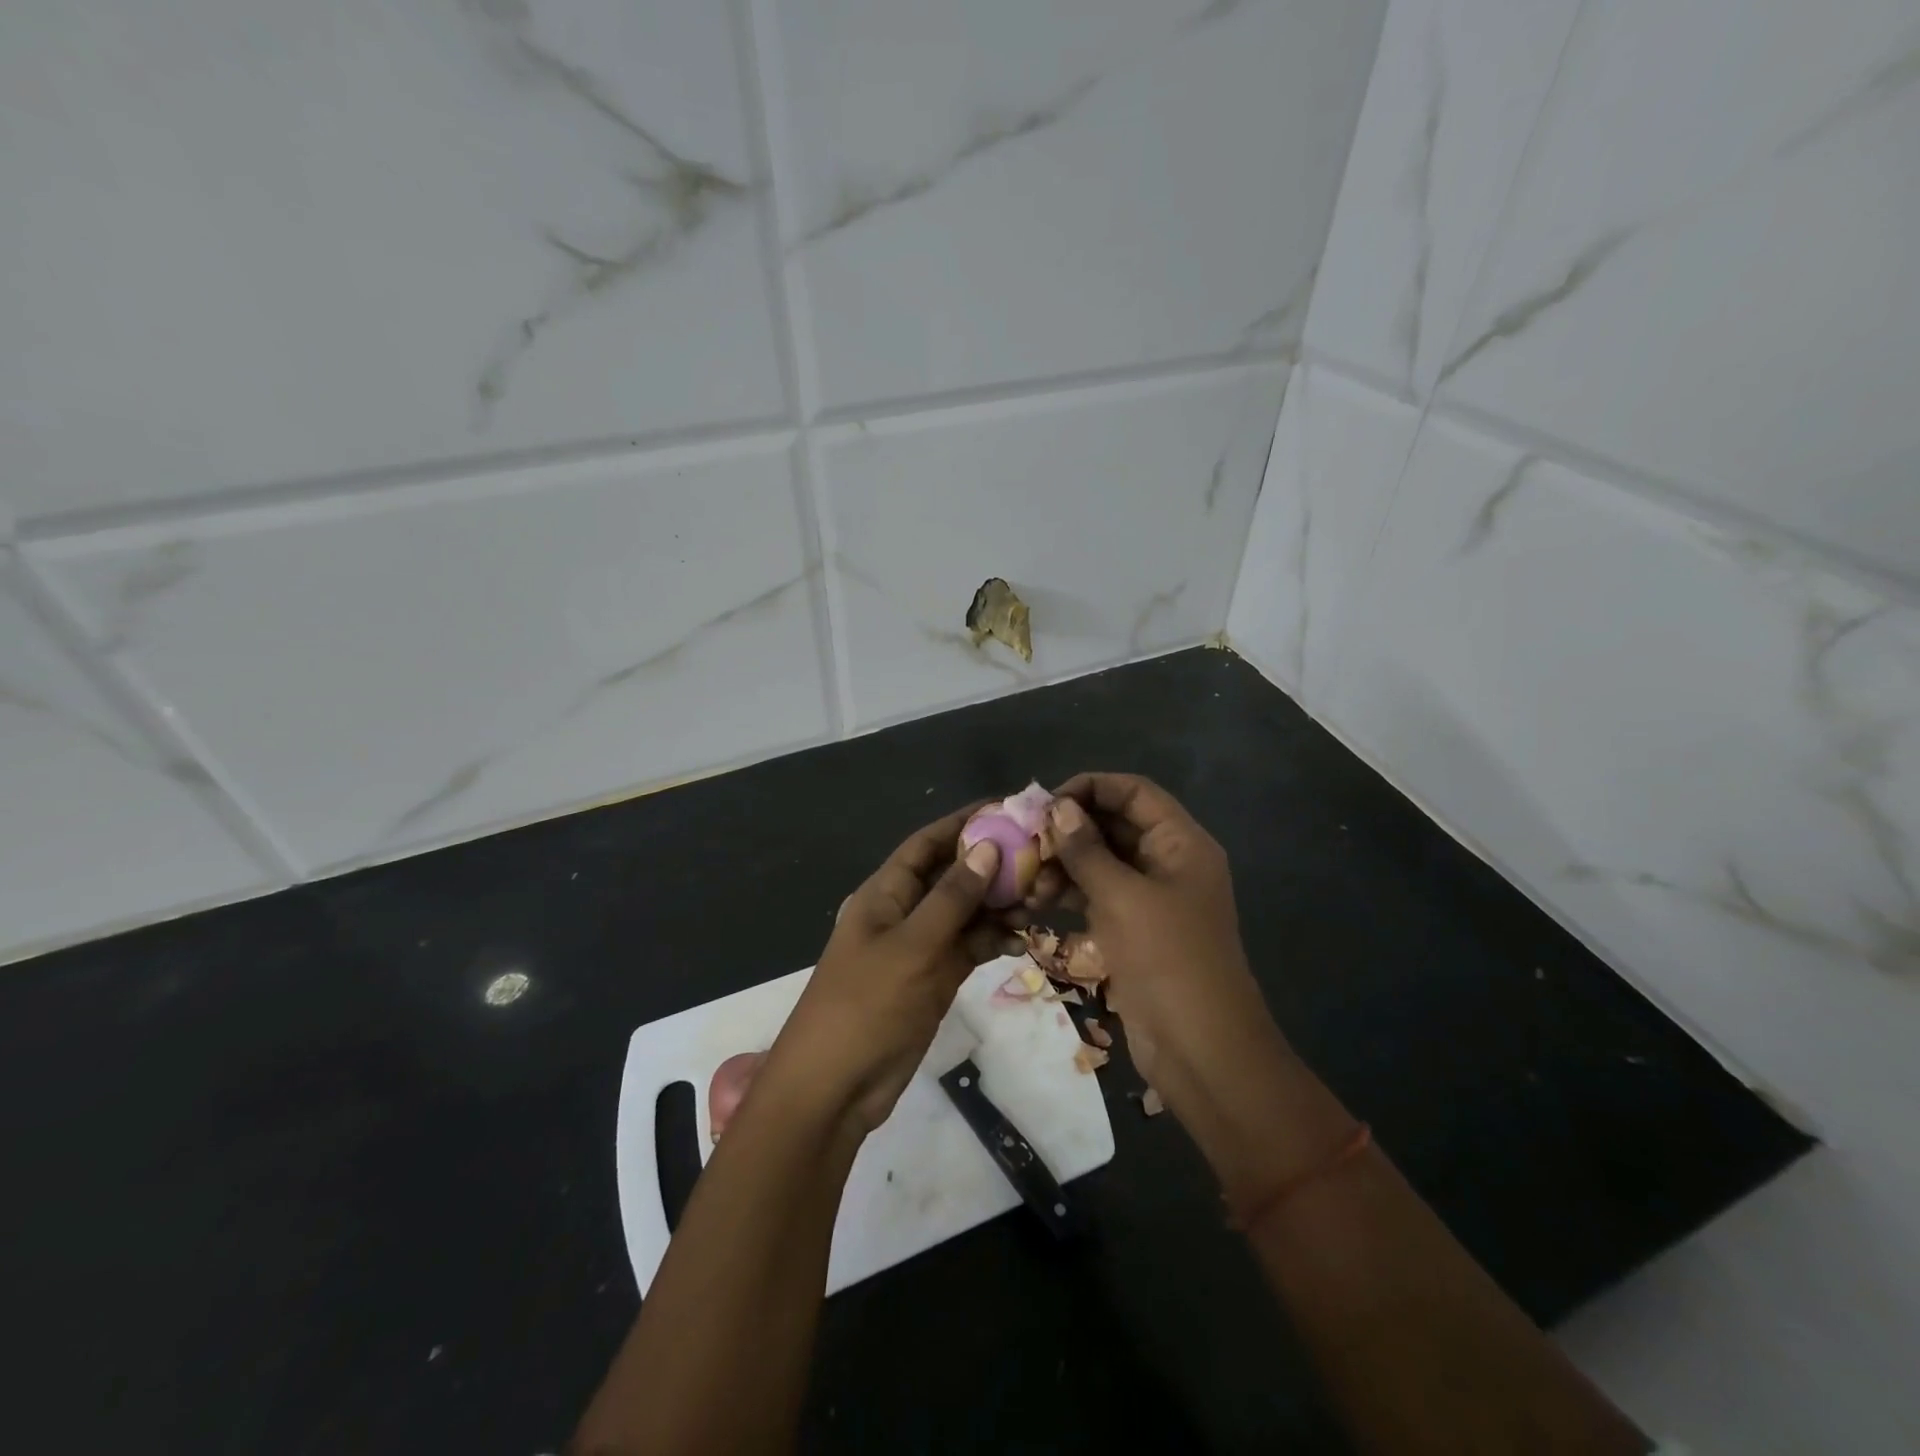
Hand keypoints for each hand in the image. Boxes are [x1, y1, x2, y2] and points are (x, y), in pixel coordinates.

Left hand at [756, 806, 1012, 1136]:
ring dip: (1000, 904)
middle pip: (952, 875)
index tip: (1008, 808)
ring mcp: (920, 947)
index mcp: (885, 893)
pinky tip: (1024, 940)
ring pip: (966, 913)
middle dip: (993, 865)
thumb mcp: (912, 946)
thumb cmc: (867, 1006)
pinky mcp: (934, 978)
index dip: (964, 822)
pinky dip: (994, 940)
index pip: (928, 843)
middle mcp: (904, 912)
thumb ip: (952, 898)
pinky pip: (969, 947)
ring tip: (1042, 899)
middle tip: (1043, 858)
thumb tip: (987, 847)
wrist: (835, 1089)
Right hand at [1042, 774, 1347, 1202]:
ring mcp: (1150, 898)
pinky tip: (1036, 902)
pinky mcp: (1133, 930)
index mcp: (1180, 843)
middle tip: (1026, 844)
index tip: (1046, 804)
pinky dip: (1069, 894)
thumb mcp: (1123, 898)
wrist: (1201, 1050)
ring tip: (1028, 881)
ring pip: (1101, 862)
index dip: (1091, 788)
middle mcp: (1167, 862)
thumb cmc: (1168, 960)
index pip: (1134, 792)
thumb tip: (1057, 808)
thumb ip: (1086, 850)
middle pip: (1114, 825)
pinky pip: (1097, 896)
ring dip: (1064, 864)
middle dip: (1070, 830)